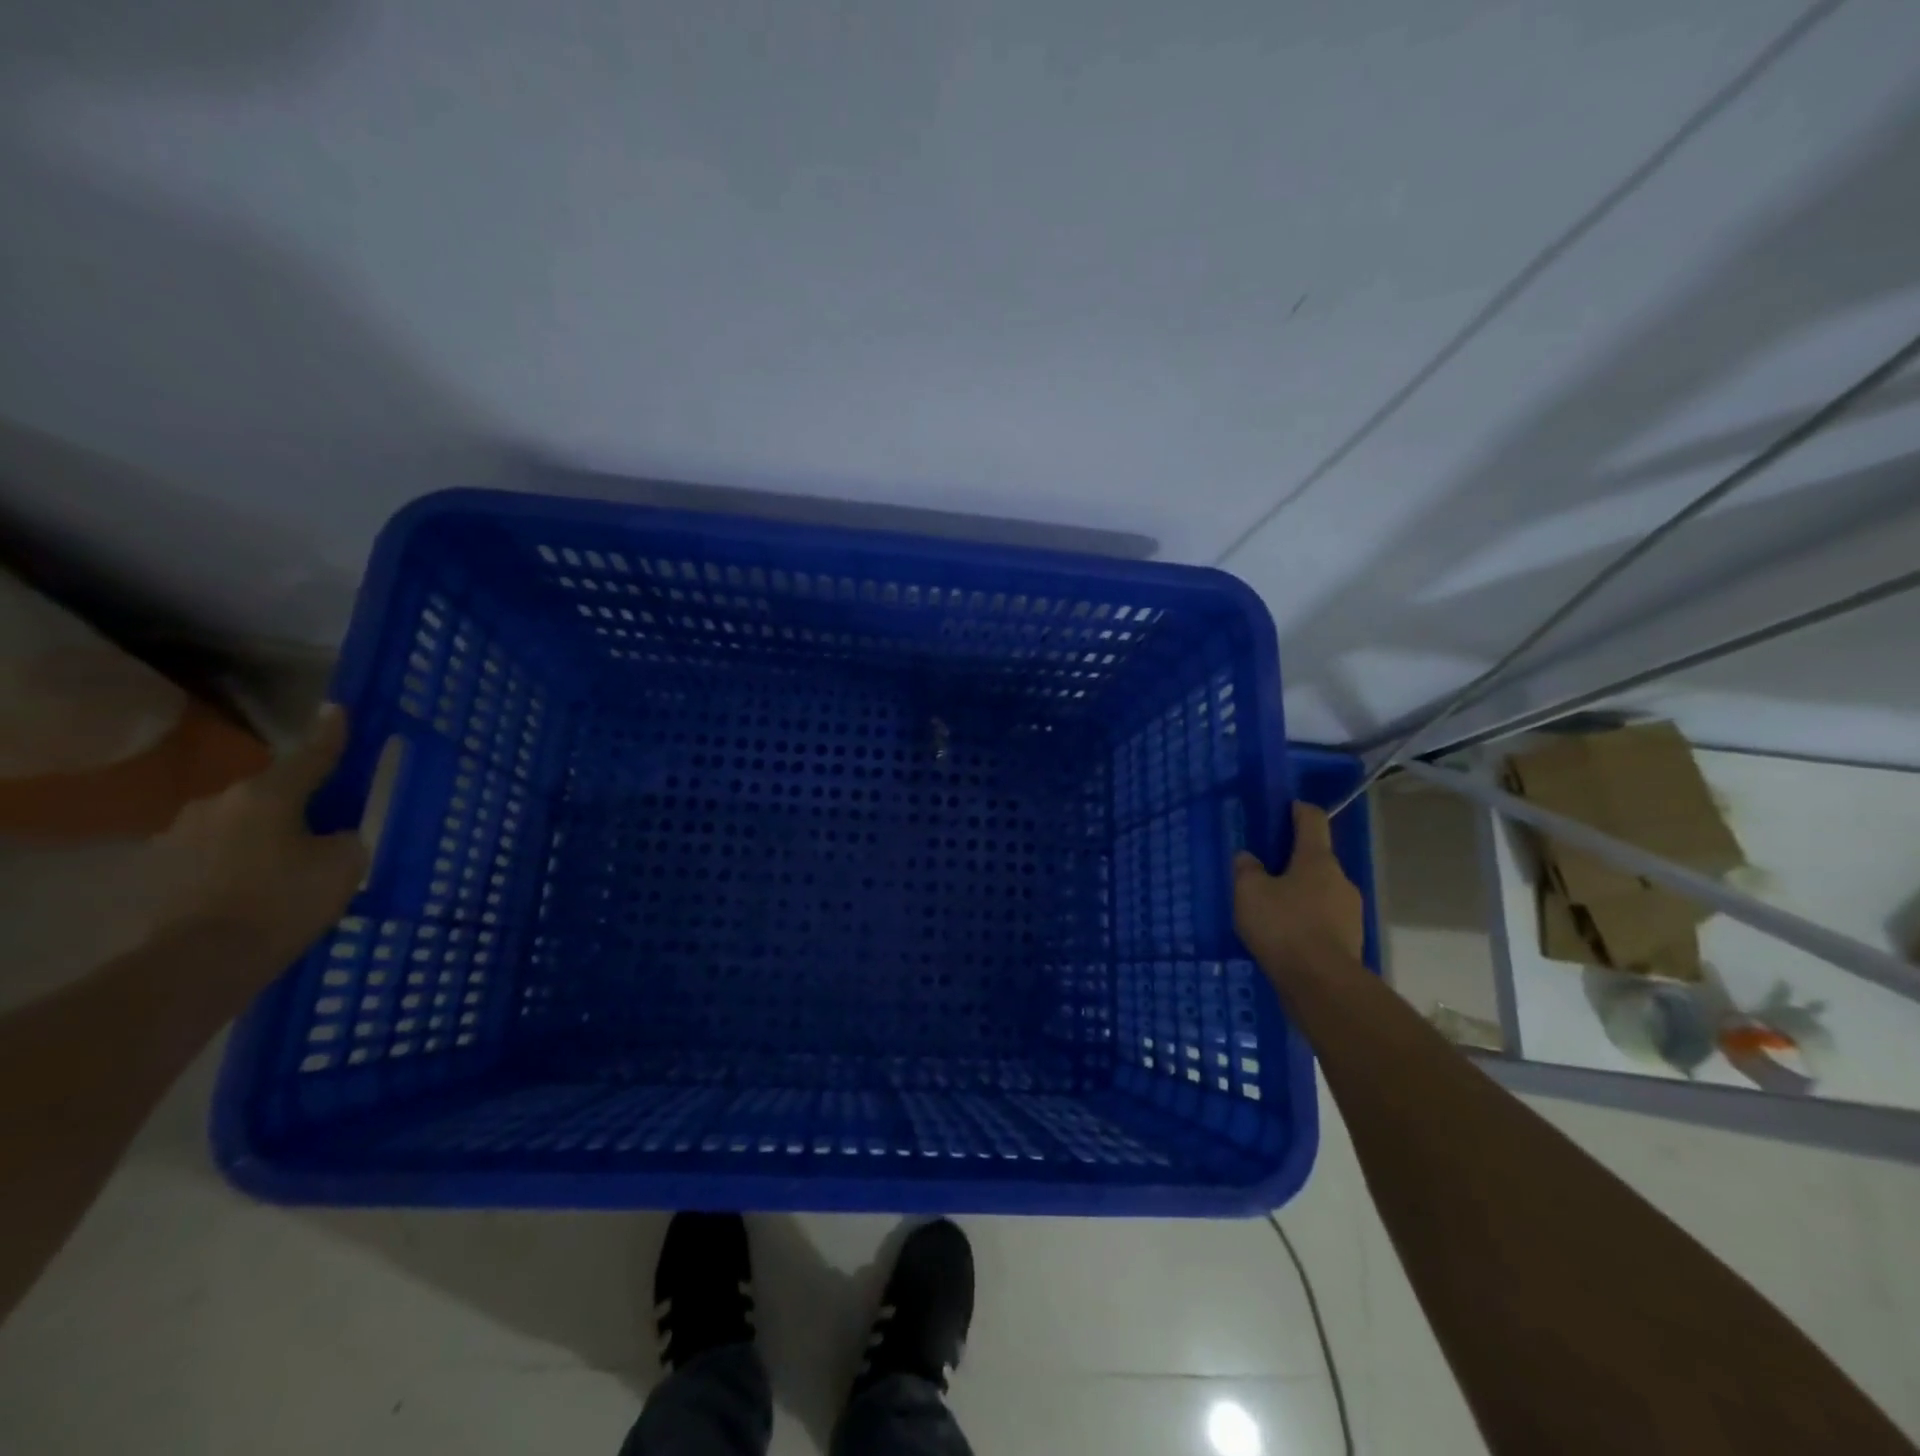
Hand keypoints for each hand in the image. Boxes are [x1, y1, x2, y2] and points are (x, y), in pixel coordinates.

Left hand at [152, 705, 367, 985]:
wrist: (202, 961)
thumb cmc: (286, 902)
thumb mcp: (345, 864)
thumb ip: (345, 836)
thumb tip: (332, 834)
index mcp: (269, 794)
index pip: (312, 755)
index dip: (331, 734)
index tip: (337, 709)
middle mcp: (220, 802)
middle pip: (271, 791)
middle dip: (296, 801)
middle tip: (323, 822)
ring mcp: (182, 834)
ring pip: (239, 821)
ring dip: (263, 832)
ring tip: (286, 862)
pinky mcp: (162, 868)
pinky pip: (215, 850)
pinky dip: (237, 859)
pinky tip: (252, 885)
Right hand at [1233, 802, 1364, 969]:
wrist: (1322, 984)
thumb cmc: (1284, 926)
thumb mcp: (1249, 892)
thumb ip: (1246, 869)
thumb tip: (1248, 858)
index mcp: (1317, 859)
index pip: (1313, 820)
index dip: (1299, 810)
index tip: (1287, 807)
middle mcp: (1340, 879)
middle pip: (1316, 859)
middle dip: (1293, 861)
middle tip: (1265, 870)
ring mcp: (1350, 911)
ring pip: (1320, 891)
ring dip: (1299, 893)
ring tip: (1272, 909)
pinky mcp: (1350, 940)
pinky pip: (1323, 919)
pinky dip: (1306, 920)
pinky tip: (1286, 936)